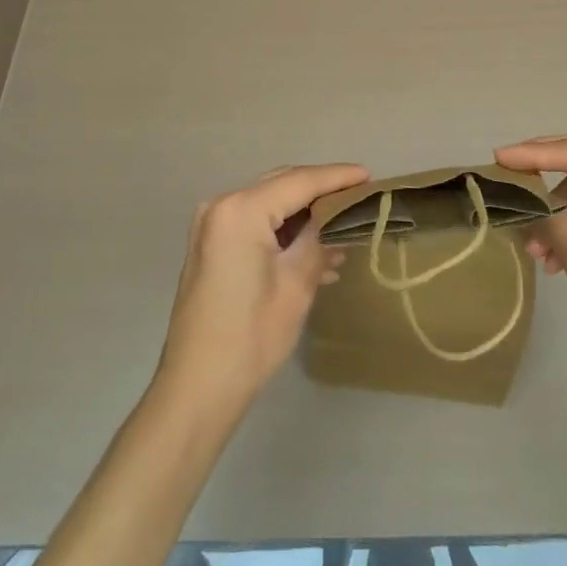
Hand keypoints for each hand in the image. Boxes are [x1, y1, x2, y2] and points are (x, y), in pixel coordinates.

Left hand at [156, 163, 368, 412]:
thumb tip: (344, 217)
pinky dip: (284, 231)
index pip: (299, 181)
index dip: (337, 177)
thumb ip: (321, 239)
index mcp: (241, 210)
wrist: (197, 389)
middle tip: (359, 198)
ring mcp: (213, 225)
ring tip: (343, 232)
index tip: (369, 176)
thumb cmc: (251, 337)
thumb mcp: (296, 284)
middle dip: (321, 191)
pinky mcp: (212, 245)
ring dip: (304, 215)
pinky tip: (315, 253)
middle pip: (282, 185)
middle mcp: (222, 206)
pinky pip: (256, 223)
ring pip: (270, 203)